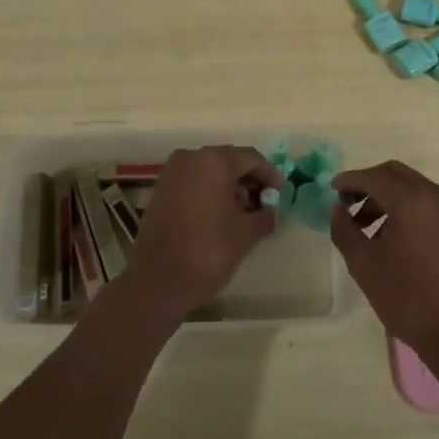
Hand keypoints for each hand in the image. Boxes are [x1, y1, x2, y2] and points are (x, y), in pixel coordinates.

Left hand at [123, 146, 279, 319]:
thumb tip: (271, 212)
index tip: (280, 195)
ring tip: (243, 215)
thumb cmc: (208, 250)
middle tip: (264, 205)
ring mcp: (172, 173)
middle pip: (229, 161)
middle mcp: (191, 158)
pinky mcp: (160, 190)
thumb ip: (265, 216)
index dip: (270, 175)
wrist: (157, 280)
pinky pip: (193, 183)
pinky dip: (210, 193)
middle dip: (249, 182)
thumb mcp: (246, 234)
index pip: (251, 158)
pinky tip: (220, 218)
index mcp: (214, 161)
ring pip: (210, 172)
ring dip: (230, 188)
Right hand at [328, 160, 438, 365]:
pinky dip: (404, 206)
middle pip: (393, 174)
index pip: (373, 177)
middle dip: (368, 184)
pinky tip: (390, 234)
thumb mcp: (364, 265)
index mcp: (411, 200)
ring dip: (385, 196)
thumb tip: (336, 209)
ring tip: (364, 226)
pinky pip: (426, 201)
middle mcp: (434, 194)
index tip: (331, 190)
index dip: (349, 181)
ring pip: (411, 186)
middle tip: (346, 204)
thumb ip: (344, 230)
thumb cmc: (406, 298)